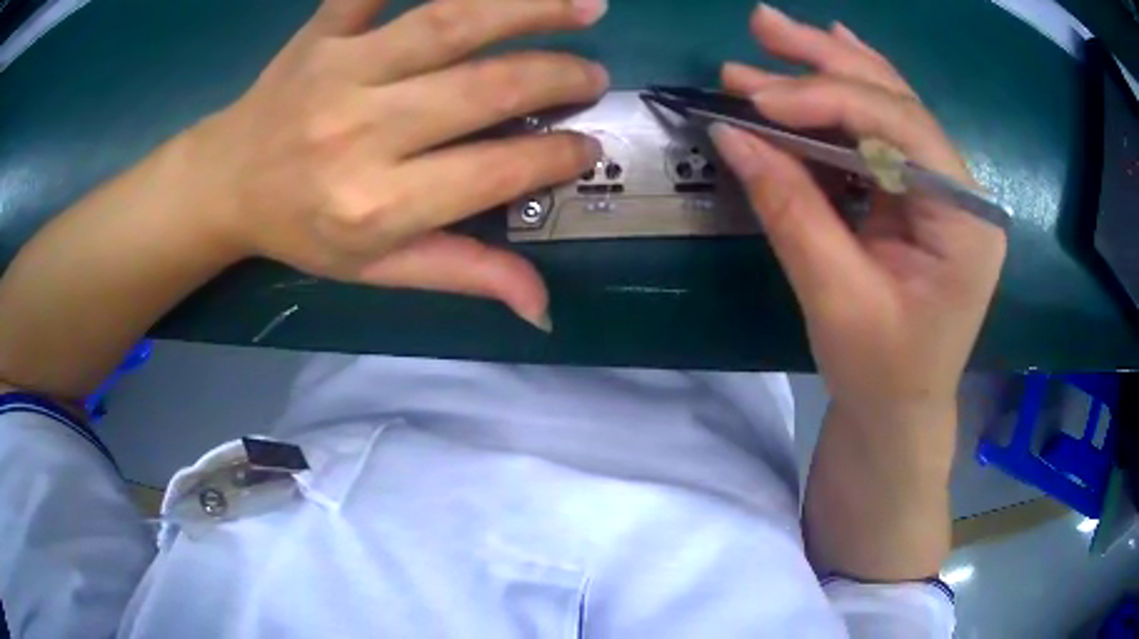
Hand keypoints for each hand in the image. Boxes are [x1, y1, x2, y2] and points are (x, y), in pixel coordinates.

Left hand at [189, 0, 610, 329]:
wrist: (225, 183)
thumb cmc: (302, 230)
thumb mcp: (376, 269)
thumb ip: (461, 274)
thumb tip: (542, 307)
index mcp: (376, 204)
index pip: (493, 172)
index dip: (555, 156)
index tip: (588, 146)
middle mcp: (361, 131)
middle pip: (484, 88)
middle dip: (557, 79)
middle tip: (594, 77)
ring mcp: (339, 70)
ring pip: (448, 22)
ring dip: (527, 8)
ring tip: (586, 5)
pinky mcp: (321, 31)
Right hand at [712, 5, 1005, 427]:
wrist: (900, 412)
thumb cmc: (880, 373)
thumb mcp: (835, 297)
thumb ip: (791, 208)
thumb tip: (732, 133)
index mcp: (966, 219)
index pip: (900, 128)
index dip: (828, 100)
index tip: (758, 95)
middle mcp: (963, 190)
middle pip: (896, 101)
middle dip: (826, 60)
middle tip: (761, 25)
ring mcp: (943, 189)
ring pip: (887, 105)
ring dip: (828, 67)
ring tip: (773, 35)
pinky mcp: (919, 195)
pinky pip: (881, 131)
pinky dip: (845, 94)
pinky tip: (824, 54)